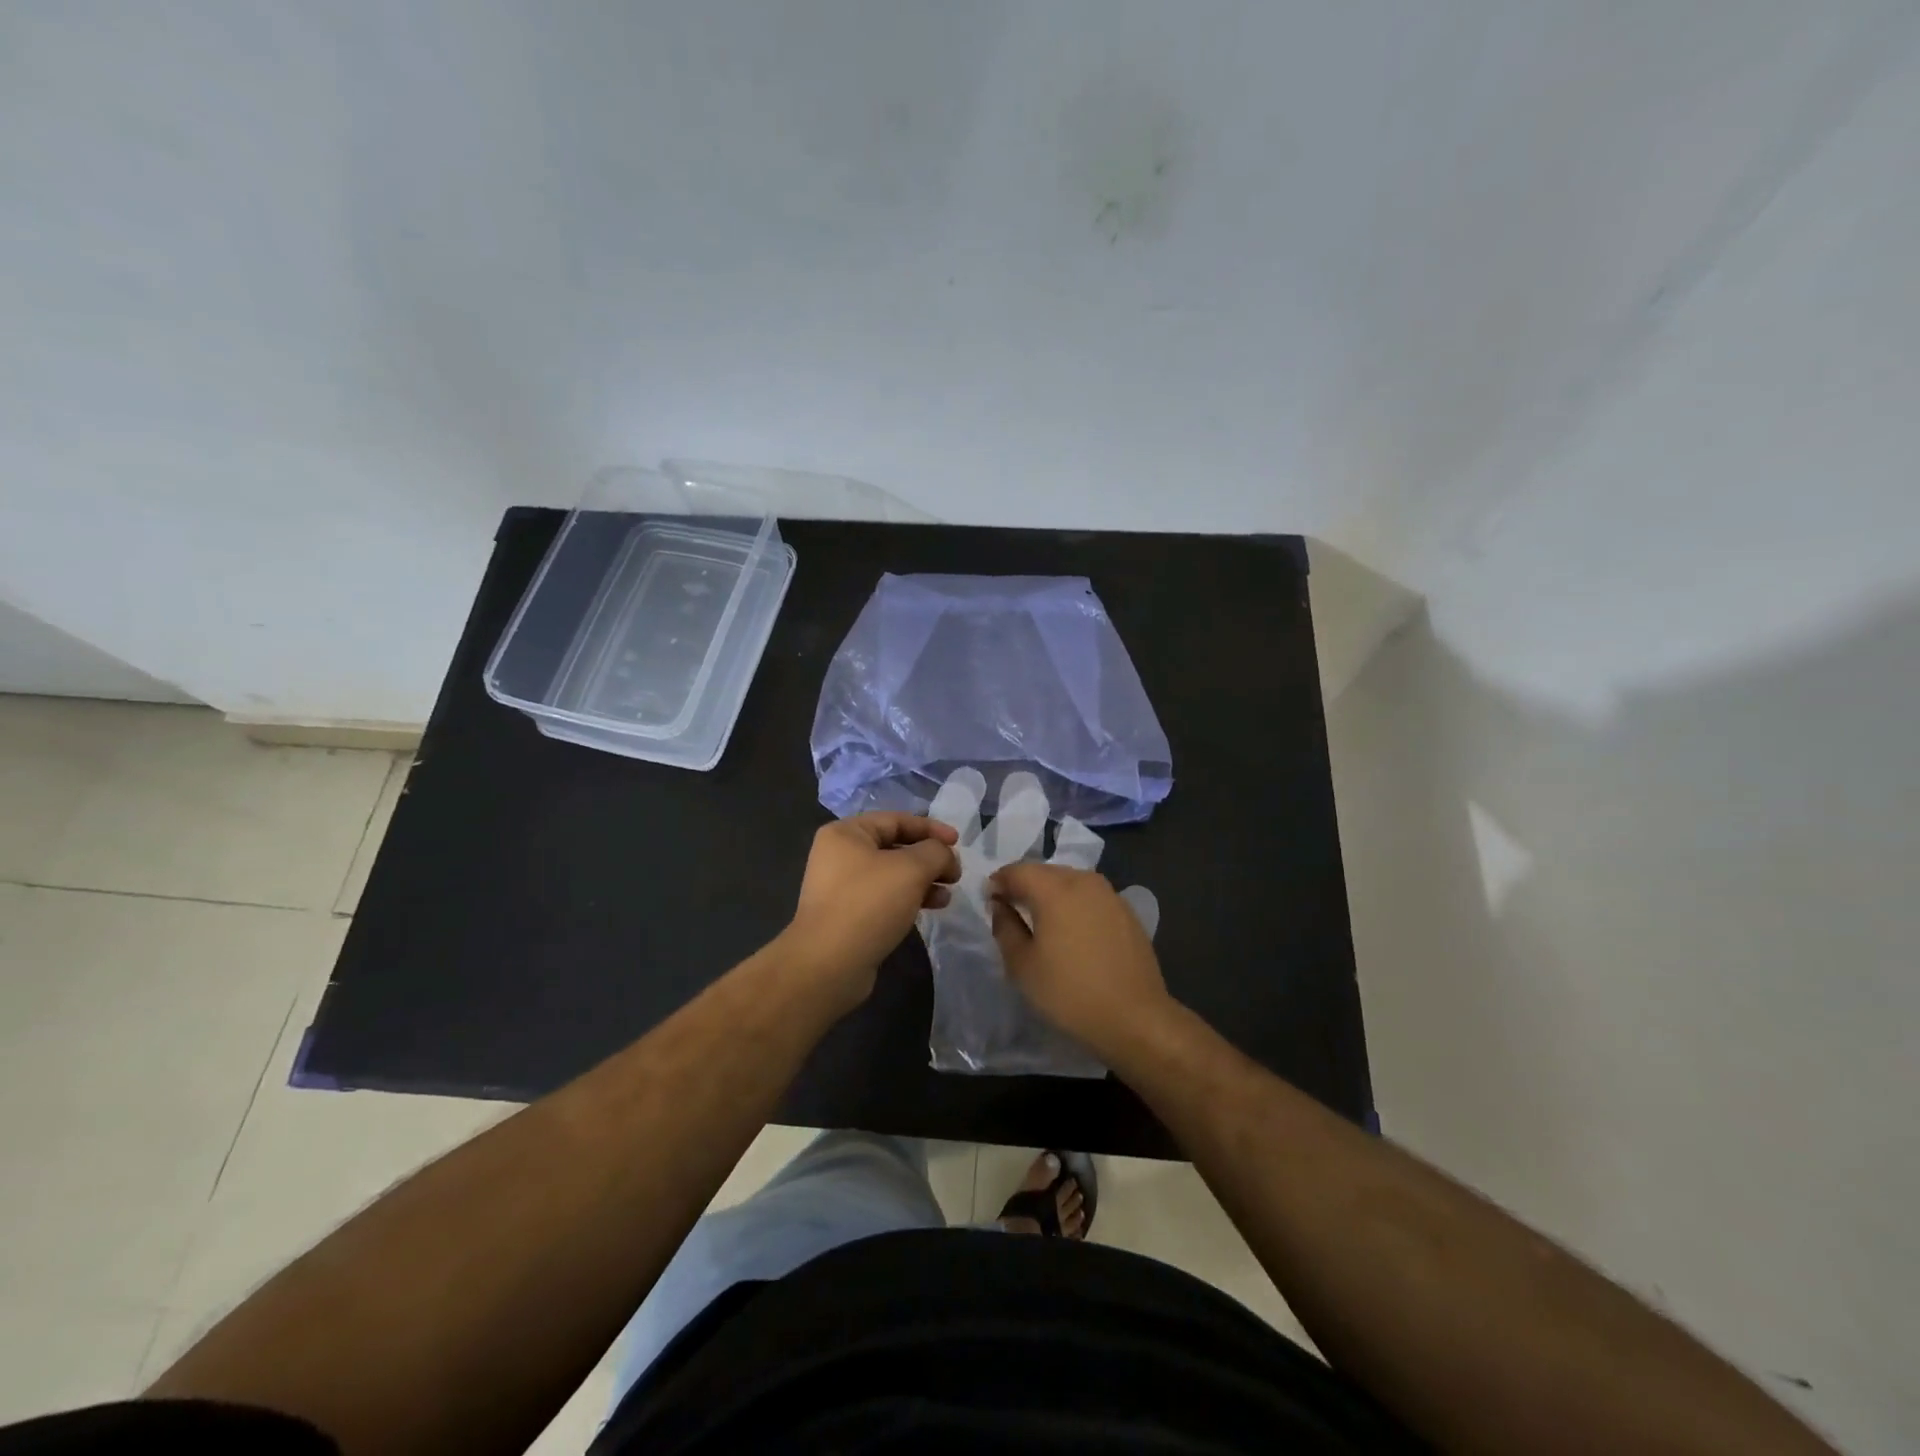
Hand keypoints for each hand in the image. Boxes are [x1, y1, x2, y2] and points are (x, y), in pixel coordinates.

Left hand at [781, 812, 959, 1011]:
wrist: (829, 964)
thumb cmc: (869, 904)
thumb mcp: (911, 869)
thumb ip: (935, 852)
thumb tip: (944, 855)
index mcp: (846, 833)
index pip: (896, 820)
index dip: (931, 828)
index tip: (958, 841)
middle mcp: (839, 855)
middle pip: (895, 847)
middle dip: (929, 858)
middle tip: (955, 873)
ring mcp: (842, 887)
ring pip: (893, 874)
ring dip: (923, 880)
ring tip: (947, 895)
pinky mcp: (848, 915)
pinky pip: (885, 897)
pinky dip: (909, 898)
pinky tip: (930, 909)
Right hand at [989, 863, 1171, 1056]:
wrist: (1135, 1018)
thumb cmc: (1069, 993)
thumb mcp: (1022, 965)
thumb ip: (1005, 927)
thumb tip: (999, 905)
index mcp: (1055, 889)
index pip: (1017, 871)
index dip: (998, 882)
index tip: (988, 900)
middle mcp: (1084, 881)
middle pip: (1045, 872)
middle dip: (1024, 885)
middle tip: (1010, 909)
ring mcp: (1110, 895)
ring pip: (1070, 881)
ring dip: (1051, 893)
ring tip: (1041, 920)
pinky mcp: (1127, 912)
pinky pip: (1090, 897)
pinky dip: (1075, 905)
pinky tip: (1072, 931)